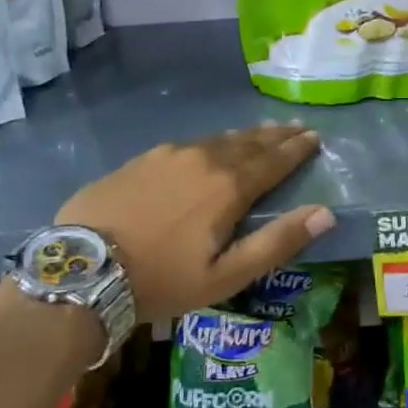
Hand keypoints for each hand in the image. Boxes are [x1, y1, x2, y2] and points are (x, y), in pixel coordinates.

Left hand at [55, 125, 331, 321]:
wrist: (82, 270)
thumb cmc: (162, 279)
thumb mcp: (226, 275)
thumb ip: (277, 242)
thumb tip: (325, 213)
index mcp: (228, 186)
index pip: (274, 160)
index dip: (297, 149)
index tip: (315, 136)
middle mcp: (203, 159)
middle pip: (249, 142)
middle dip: (276, 135)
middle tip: (296, 127)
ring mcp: (168, 154)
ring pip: (217, 139)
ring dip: (245, 136)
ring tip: (261, 131)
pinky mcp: (140, 159)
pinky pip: (188, 144)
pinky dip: (211, 142)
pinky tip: (210, 145)